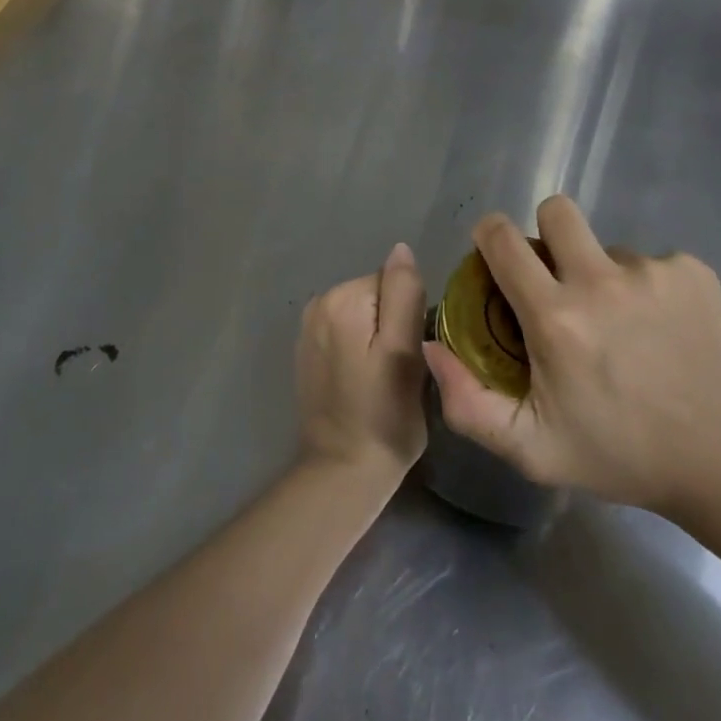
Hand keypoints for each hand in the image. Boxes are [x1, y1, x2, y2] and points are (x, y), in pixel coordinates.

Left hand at [295, 244, 427, 488]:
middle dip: (393, 324)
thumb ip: (403, 294)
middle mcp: (319, 302)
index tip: (412, 353)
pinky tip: (363, 380)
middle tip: (400, 370)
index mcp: (342, 298)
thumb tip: (401, 249)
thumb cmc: (383, 416)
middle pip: (377, 295)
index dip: (410, 316)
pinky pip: (347, 332)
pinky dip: (359, 349)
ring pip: (364, 314)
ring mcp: (308, 327)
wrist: (341, 472)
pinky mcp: (308, 350)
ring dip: (377, 338)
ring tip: (383, 378)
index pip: (393, 283)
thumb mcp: (405, 353)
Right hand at [422, 197, 720, 527]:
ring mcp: (652, 270)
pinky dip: (649, 288)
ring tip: (626, 327)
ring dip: (604, 275)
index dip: (490, 235)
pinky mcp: (693, 271)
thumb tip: (433, 347)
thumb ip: (468, 405)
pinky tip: (664, 330)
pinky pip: (653, 262)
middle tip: (560, 278)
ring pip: (608, 246)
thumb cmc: (621, 455)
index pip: (503, 238)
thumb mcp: (533, 450)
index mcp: (556, 317)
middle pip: (556, 210)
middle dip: (548, 234)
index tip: (496, 254)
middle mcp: (601, 280)